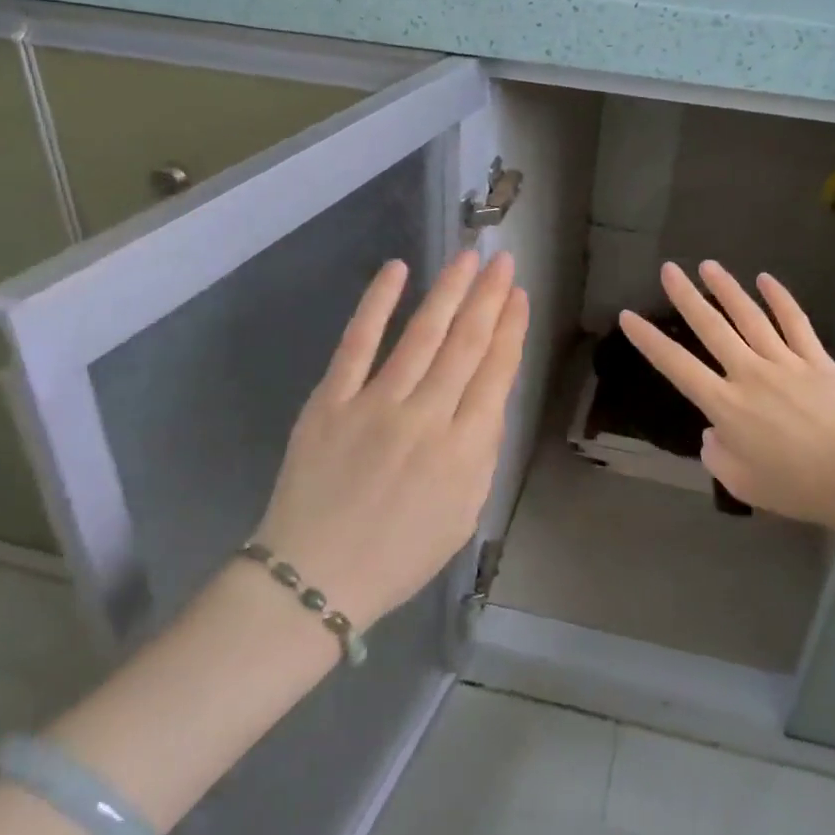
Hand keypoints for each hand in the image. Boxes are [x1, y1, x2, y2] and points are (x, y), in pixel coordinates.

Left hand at [249, 250, 527, 628]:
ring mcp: (376, 404)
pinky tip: (397, 269)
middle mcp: (427, 418)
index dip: (511, 329)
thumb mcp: (464, 515)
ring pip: (422, 334)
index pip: (496, 374)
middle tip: (503, 261)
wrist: (315, 577)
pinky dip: (377, 303)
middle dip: (489, 298)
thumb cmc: (399, 555)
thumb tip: (488, 398)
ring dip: (449, 290)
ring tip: (468, 257)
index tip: (519, 296)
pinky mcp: (331, 400)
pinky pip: (358, 343)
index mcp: (464, 450)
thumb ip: (481, 453)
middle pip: (466, 345)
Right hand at [618, 261, 834, 533]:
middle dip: (686, 296)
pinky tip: (766, 280)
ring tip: (708, 265)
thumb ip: (716, 453)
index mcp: (725, 404)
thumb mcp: (739, 482)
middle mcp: (749, 373)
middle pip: (711, 327)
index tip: (628, 316)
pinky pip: (795, 322)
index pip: (676, 365)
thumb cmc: (795, 486)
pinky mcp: (816, 359)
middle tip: (668, 269)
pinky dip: (780, 298)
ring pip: (749, 316)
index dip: (649, 340)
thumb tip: (714, 431)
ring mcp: (785, 361)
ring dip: (727, 289)